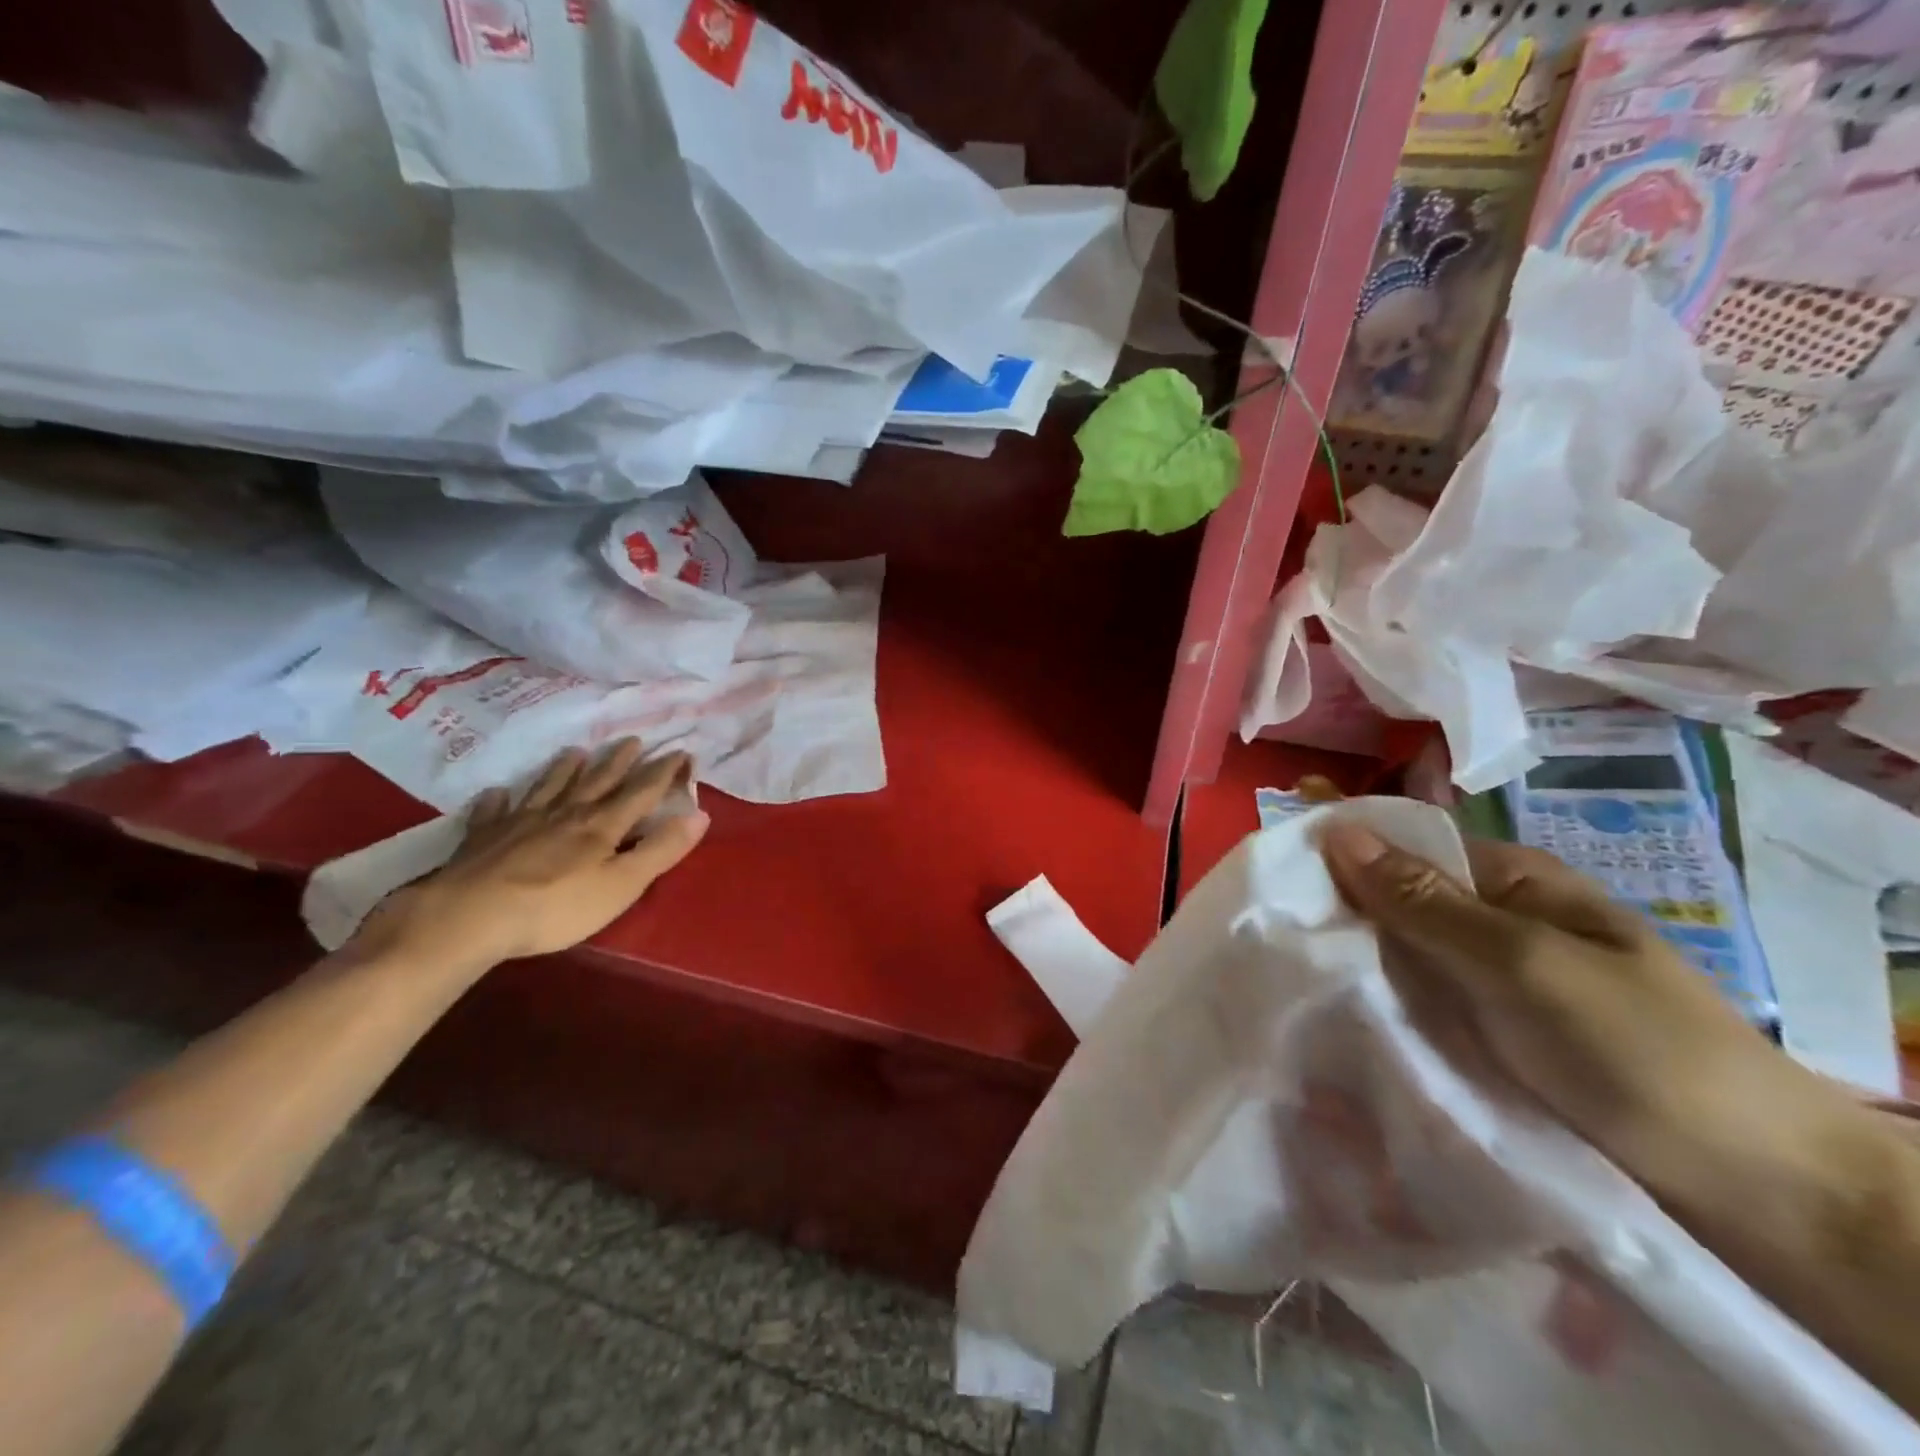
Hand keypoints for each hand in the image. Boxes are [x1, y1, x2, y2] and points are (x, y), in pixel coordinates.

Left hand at [357, 741, 709, 974]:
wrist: (468, 917)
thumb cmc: (556, 907)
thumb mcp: (622, 884)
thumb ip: (661, 849)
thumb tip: (700, 814)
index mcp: (602, 826)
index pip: (641, 792)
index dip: (663, 772)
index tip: (681, 752)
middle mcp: (565, 813)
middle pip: (597, 781)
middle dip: (618, 761)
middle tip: (632, 740)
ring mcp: (521, 822)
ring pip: (549, 787)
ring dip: (565, 769)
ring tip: (575, 752)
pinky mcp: (484, 837)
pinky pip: (493, 812)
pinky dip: (497, 800)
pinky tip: (496, 793)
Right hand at [1317, 824, 1857, 1205]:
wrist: (1751, 1190)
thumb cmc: (1634, 1048)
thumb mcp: (1521, 961)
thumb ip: (1423, 901)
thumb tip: (1335, 830)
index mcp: (1511, 881)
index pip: (1404, 847)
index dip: (1342, 855)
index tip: (1275, 879)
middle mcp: (1495, 922)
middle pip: (1396, 903)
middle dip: (1341, 917)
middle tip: (1274, 941)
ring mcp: (1489, 983)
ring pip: (1400, 958)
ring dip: (1356, 967)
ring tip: (1288, 982)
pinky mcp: (1485, 1036)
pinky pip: (1417, 1006)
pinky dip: (1381, 1009)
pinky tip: (1338, 1020)